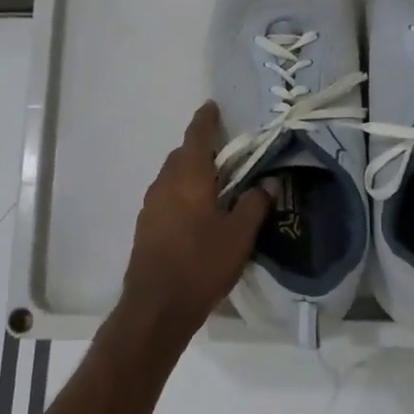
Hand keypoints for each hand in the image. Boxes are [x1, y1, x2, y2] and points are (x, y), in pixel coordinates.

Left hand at [121, 102, 270, 340]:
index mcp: (189, 176)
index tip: (212, 107)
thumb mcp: (239, 236)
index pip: (197, 136)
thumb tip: (267, 182)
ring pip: (172, 175)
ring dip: (190, 172)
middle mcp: (165, 182)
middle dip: (201, 148)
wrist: (156, 306)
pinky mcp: (145, 224)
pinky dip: (181, 191)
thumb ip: (254, 204)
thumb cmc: (201, 264)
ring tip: (214, 185)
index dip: (206, 119)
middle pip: (182, 154)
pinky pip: (166, 195)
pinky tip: (196, 212)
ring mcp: (151, 203)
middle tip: (226, 155)